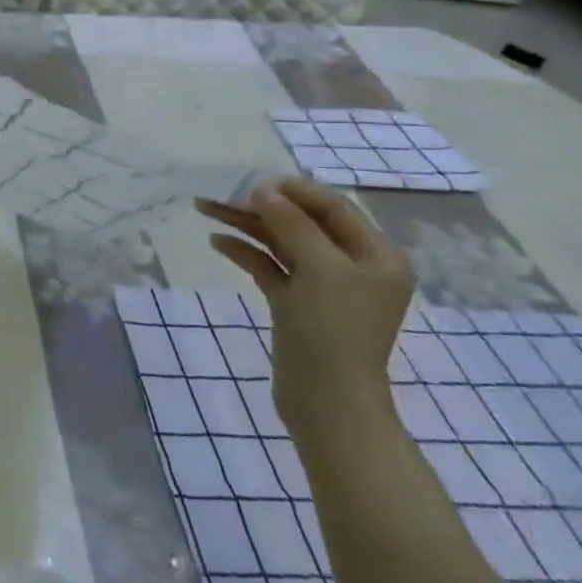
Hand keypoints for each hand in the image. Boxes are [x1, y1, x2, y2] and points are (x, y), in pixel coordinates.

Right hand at [196, 177, 413, 441]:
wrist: (327, 401)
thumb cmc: (333, 330)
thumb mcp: (319, 268)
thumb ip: (292, 224)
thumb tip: (264, 191)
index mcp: (377, 256)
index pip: (333, 208)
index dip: (294, 191)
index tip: (252, 181)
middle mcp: (354, 267)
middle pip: (303, 223)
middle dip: (261, 206)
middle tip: (219, 192)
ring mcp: (324, 287)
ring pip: (281, 243)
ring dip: (246, 225)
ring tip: (205, 207)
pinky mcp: (297, 304)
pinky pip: (270, 267)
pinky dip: (246, 252)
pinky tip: (217, 242)